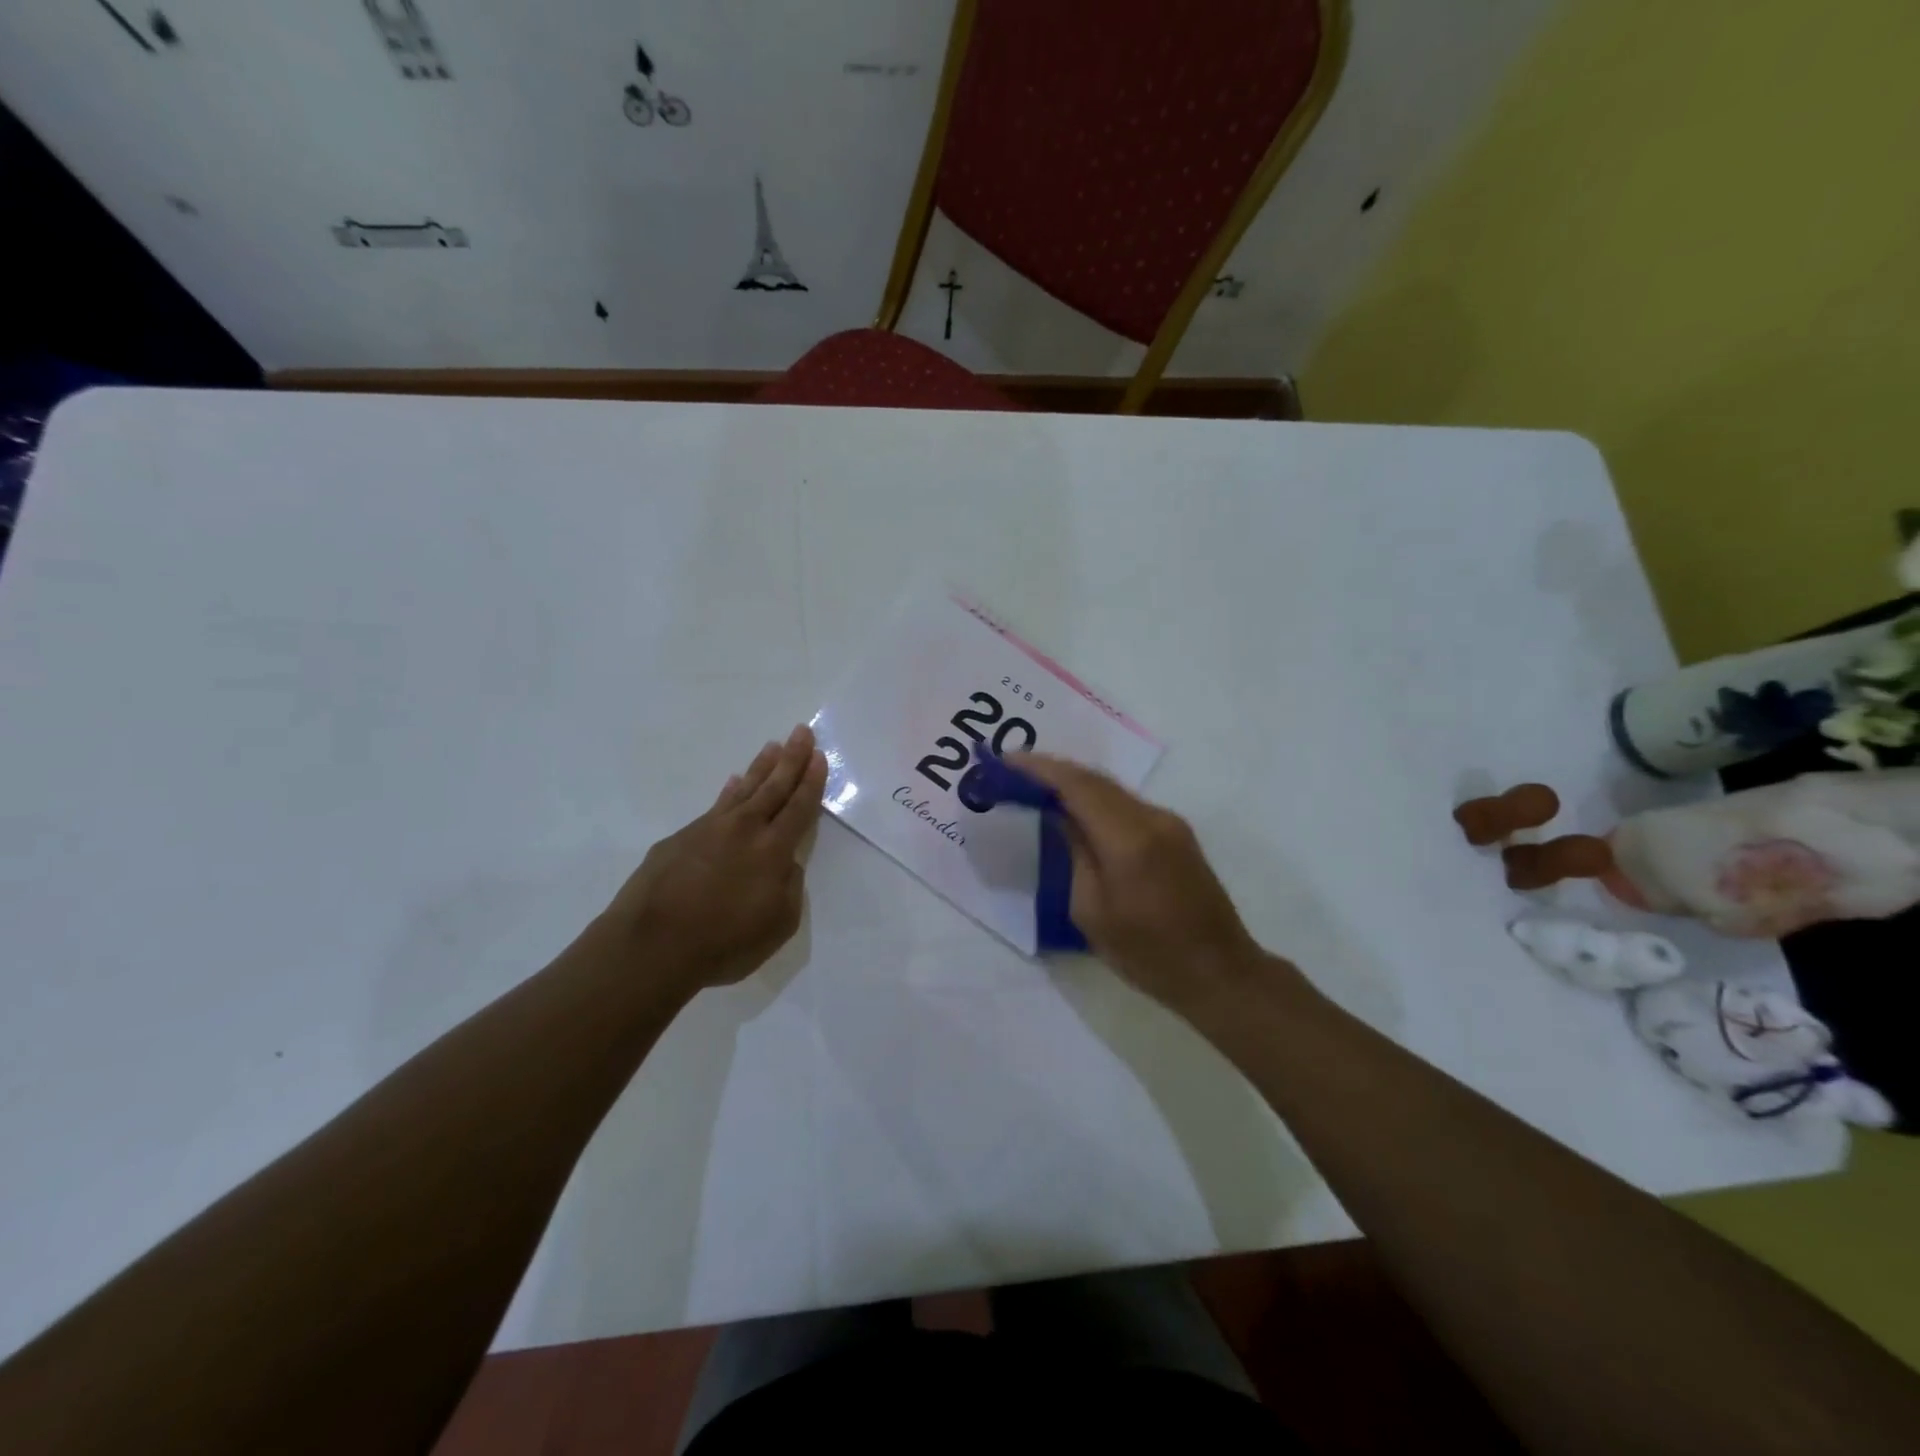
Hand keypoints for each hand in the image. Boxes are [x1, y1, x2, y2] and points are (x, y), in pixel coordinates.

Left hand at [606, 724, 827, 991]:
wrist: (651, 946)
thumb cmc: (724, 942)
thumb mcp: (778, 925)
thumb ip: (789, 889)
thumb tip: (786, 865)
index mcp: (773, 850)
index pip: (799, 808)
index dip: (811, 782)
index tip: (819, 757)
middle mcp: (744, 830)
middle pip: (773, 787)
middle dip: (791, 759)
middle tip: (801, 731)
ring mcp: (708, 830)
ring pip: (742, 790)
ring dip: (760, 767)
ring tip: (772, 746)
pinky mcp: (680, 839)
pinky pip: (714, 806)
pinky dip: (728, 792)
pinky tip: (731, 783)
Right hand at [1012, 753, 1267, 1010]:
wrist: (1219, 972)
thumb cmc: (1148, 953)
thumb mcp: (1092, 911)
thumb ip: (1074, 854)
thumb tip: (1060, 816)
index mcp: (1128, 839)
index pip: (1077, 786)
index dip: (1039, 769)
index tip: (1006, 761)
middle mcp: (1152, 818)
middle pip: (1095, 780)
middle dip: (1052, 770)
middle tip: (1013, 771)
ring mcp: (1169, 823)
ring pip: (1112, 788)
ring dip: (1074, 782)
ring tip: (1036, 785)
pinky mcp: (1176, 834)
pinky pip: (1126, 804)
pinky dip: (1095, 798)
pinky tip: (1075, 808)